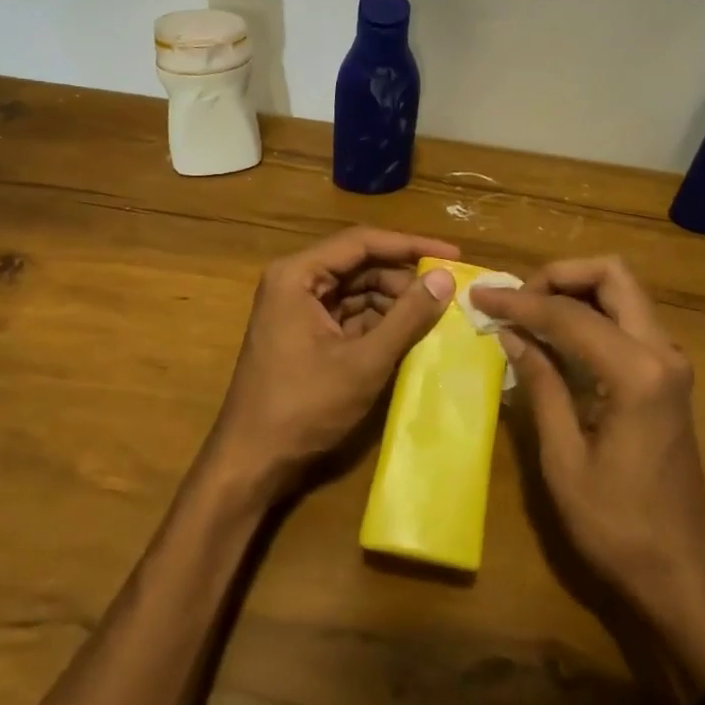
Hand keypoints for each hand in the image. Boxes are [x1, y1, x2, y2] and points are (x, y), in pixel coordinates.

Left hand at [209, 228, 459, 501]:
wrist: (252, 462)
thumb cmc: (303, 407)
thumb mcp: (364, 361)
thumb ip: (407, 317)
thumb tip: (445, 278)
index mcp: (298, 275)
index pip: (362, 242)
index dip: (410, 245)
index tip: (452, 255)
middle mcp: (295, 282)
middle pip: (360, 265)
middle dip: (403, 278)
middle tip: (448, 292)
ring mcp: (298, 309)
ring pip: (358, 291)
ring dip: (395, 302)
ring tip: (436, 315)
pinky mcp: (306, 334)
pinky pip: (350, 315)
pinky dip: (380, 322)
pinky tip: (411, 334)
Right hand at [471, 257, 704, 692]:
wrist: (683, 573)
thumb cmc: (618, 527)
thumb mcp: (564, 460)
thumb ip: (541, 385)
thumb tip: (512, 333)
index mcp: (637, 373)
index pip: (570, 314)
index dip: (520, 302)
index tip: (480, 296)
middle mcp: (663, 352)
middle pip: (613, 275)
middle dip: (559, 275)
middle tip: (517, 299)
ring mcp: (671, 362)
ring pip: (623, 292)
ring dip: (576, 290)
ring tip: (529, 312)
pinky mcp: (668, 376)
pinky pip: (628, 320)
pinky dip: (591, 313)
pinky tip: (557, 336)